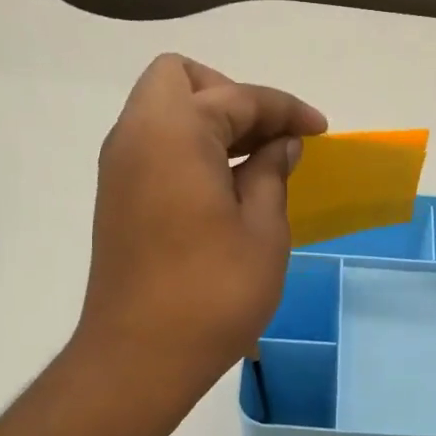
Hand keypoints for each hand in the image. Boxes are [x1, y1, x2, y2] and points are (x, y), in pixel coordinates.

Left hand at [79, 54, 327, 396]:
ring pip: (162, 112)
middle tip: (267, 135)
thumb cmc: (213, 292)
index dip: (285, 108)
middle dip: (230, 94)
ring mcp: (118, 168)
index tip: (319, 131)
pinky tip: (225, 186)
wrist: (140, 356)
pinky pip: (153, 146)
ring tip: (255, 160)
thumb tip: (280, 145)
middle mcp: (136, 136)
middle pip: (179, 79)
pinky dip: (189, 148)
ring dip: (209, 122)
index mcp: (175, 133)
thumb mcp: (263, 230)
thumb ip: (271, 173)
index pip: (237, 97)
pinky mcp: (116, 199)